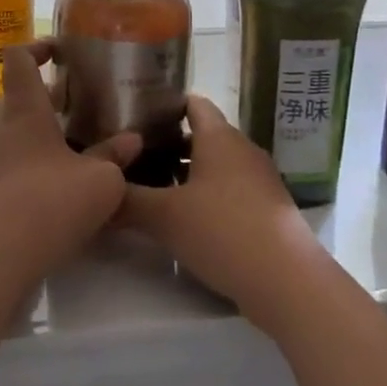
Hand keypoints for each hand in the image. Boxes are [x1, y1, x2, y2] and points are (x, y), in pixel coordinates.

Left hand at [0, 42, 141, 297]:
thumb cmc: (49, 205)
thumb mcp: (100, 182)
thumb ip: (115, 156)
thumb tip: (131, 140)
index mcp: (23, 111)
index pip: (19, 60)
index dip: (37, 48)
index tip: (59, 52)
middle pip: (15, 99)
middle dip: (43, 99)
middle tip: (75, 109)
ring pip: (8, 135)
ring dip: (34, 135)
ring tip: (68, 151)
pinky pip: (2, 167)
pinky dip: (23, 167)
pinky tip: (48, 192)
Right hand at [123, 94, 333, 332]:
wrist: (288, 282)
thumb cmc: (223, 231)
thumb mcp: (164, 216)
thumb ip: (127, 201)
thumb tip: (98, 192)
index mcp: (219, 137)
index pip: (192, 103)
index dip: (163, 106)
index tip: (133, 117)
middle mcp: (242, 150)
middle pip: (201, 136)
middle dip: (168, 146)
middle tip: (132, 158)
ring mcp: (259, 181)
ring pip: (215, 166)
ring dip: (186, 175)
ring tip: (151, 190)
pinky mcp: (267, 210)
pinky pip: (229, 191)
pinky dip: (206, 197)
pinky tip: (184, 220)